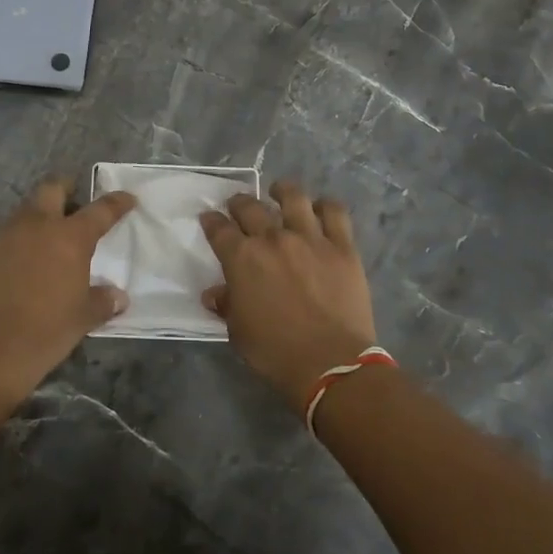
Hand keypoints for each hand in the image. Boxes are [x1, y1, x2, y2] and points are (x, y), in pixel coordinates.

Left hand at [0, 177, 136, 402]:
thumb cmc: (46, 331)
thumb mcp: (83, 318)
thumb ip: (103, 301)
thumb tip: (118, 296)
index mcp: (71, 238)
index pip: (101, 210)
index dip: (116, 202)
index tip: (127, 198)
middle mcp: (37, 225)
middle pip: (52, 189)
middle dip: (64, 190)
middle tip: (71, 204)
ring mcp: (3, 234)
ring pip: (22, 213)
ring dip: (34, 221)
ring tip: (39, 244)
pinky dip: (9, 246)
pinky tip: (9, 268)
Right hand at [201, 180, 377, 410]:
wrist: (330, 363)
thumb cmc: (275, 351)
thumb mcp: (238, 332)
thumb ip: (226, 305)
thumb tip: (214, 293)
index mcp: (242, 258)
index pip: (218, 229)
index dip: (211, 221)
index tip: (209, 219)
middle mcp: (273, 239)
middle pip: (251, 207)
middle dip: (239, 203)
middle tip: (238, 206)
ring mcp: (310, 238)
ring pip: (294, 198)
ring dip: (282, 190)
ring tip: (279, 191)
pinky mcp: (342, 246)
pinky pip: (335, 213)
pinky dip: (325, 206)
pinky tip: (320, 207)